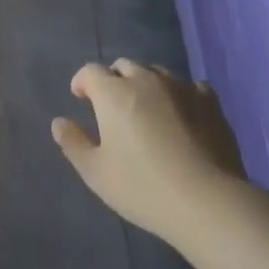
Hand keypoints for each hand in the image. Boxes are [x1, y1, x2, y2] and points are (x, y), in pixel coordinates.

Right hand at [52, 60, 246, 241]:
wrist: (207, 201)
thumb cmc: (143, 187)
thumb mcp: (96, 173)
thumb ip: (73, 143)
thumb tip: (59, 122)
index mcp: (113, 93)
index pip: (91, 71)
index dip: (82, 81)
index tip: (81, 98)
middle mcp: (145, 80)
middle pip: (123, 67)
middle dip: (114, 80)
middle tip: (113, 107)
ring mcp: (180, 87)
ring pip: (156, 73)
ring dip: (146, 84)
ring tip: (148, 109)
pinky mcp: (209, 101)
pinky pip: (190, 86)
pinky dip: (180, 95)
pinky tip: (183, 114)